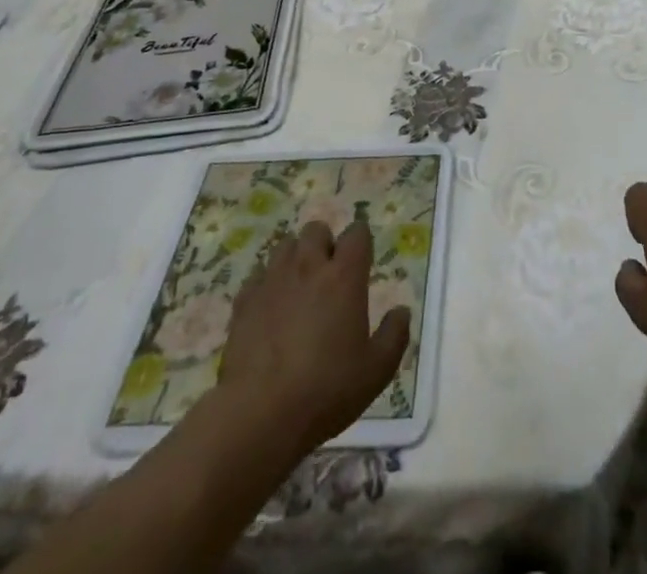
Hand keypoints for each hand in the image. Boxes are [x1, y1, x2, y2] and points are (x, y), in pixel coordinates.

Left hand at [217, 221, 410, 455]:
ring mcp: (272, 281)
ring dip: (295, 258)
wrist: (258, 416)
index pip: (357, 233)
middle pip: (317, 230)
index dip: (361, 243)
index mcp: (344, 276)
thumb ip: (395, 336)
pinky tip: (270, 309)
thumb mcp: (376, 372)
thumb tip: (402, 311)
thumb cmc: (325, 391)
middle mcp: (308, 267)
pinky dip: (267, 284)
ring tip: (299, 288)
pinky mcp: (244, 302)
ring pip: (285, 246)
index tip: (362, 264)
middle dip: (325, 244)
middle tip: (329, 276)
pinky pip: (257, 276)